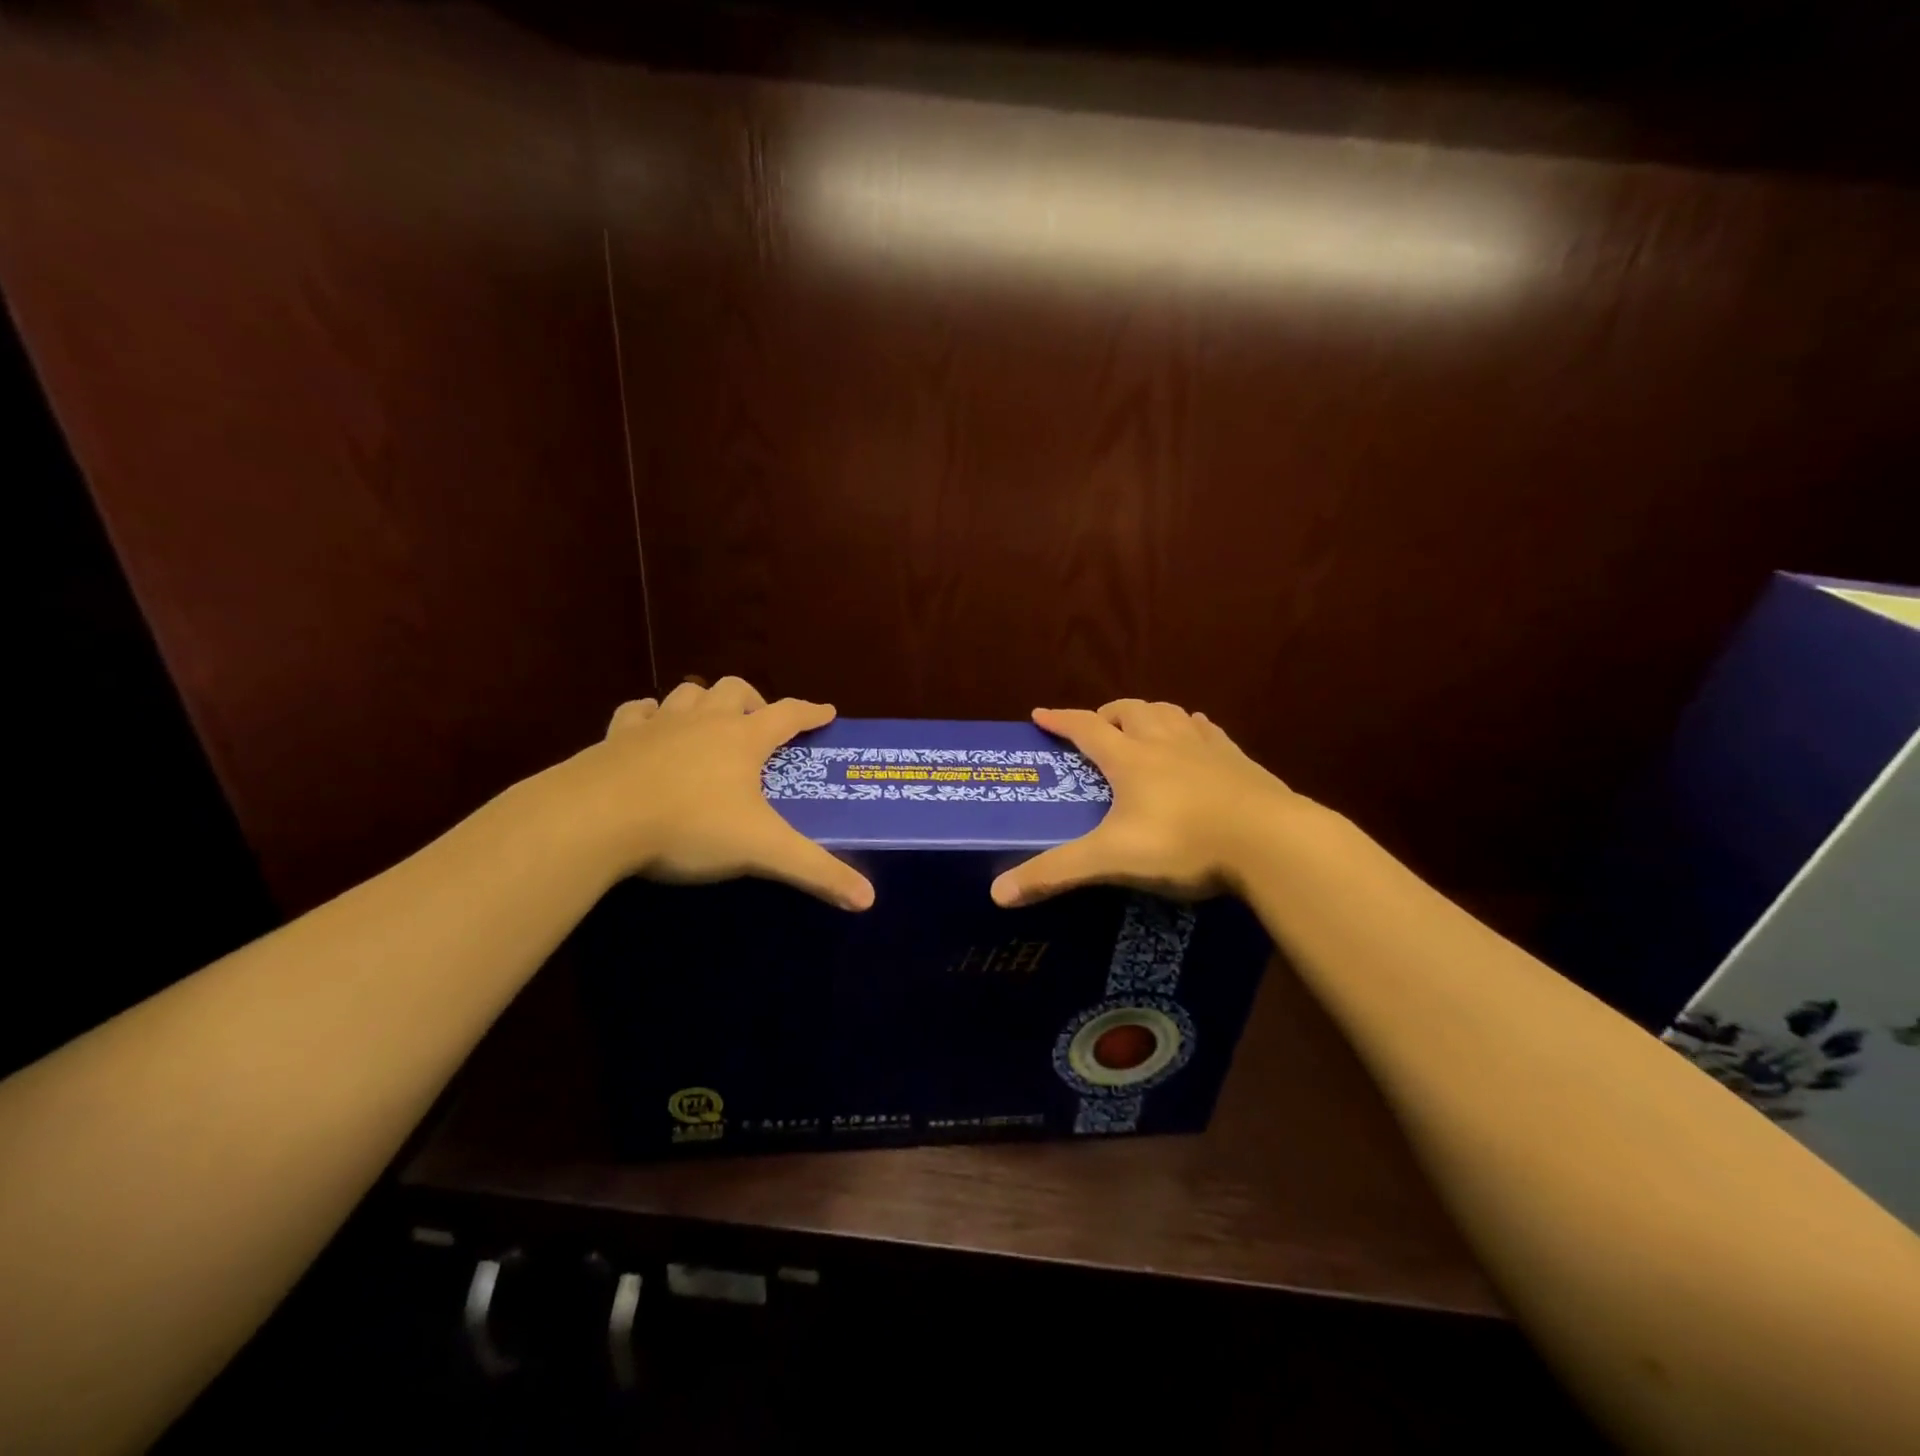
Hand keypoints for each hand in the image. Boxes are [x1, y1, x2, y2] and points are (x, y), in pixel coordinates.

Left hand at [553, 676, 873, 909]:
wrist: (595, 819)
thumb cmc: (689, 826)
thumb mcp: (761, 851)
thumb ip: (815, 871)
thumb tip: (868, 899)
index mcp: (743, 739)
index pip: (788, 714)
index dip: (811, 712)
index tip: (827, 712)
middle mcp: (703, 722)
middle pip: (735, 690)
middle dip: (754, 701)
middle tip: (759, 726)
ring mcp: (657, 725)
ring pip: (687, 694)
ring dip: (703, 703)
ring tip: (708, 726)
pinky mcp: (615, 738)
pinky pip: (637, 712)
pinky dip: (649, 716)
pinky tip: (648, 729)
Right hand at [990, 700, 1306, 906]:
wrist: (1271, 841)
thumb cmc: (1184, 843)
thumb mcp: (1112, 859)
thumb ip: (1055, 873)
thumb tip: (996, 894)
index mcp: (1130, 758)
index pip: (1086, 728)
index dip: (1060, 719)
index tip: (1040, 714)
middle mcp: (1164, 742)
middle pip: (1130, 710)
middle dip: (1107, 713)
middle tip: (1096, 729)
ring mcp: (1205, 747)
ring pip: (1169, 712)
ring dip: (1148, 713)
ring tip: (1141, 727)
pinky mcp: (1238, 760)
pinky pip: (1206, 730)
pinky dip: (1190, 727)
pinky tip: (1195, 738)